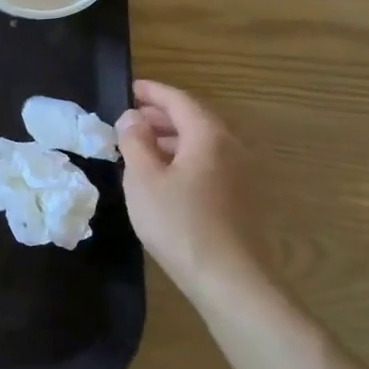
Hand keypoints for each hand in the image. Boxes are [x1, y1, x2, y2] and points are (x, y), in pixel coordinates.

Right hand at [116, 80, 266, 290]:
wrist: (229, 280)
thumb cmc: (180, 223)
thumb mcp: (143, 179)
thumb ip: (135, 141)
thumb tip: (132, 117)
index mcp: (208, 136)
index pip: (178, 100)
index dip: (152, 91)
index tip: (128, 88)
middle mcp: (230, 148)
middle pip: (193, 119)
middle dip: (160, 115)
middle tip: (129, 119)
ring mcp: (240, 174)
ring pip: (201, 143)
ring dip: (170, 138)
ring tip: (140, 147)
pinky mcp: (240, 198)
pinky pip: (208, 163)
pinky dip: (183, 158)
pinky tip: (163, 177)